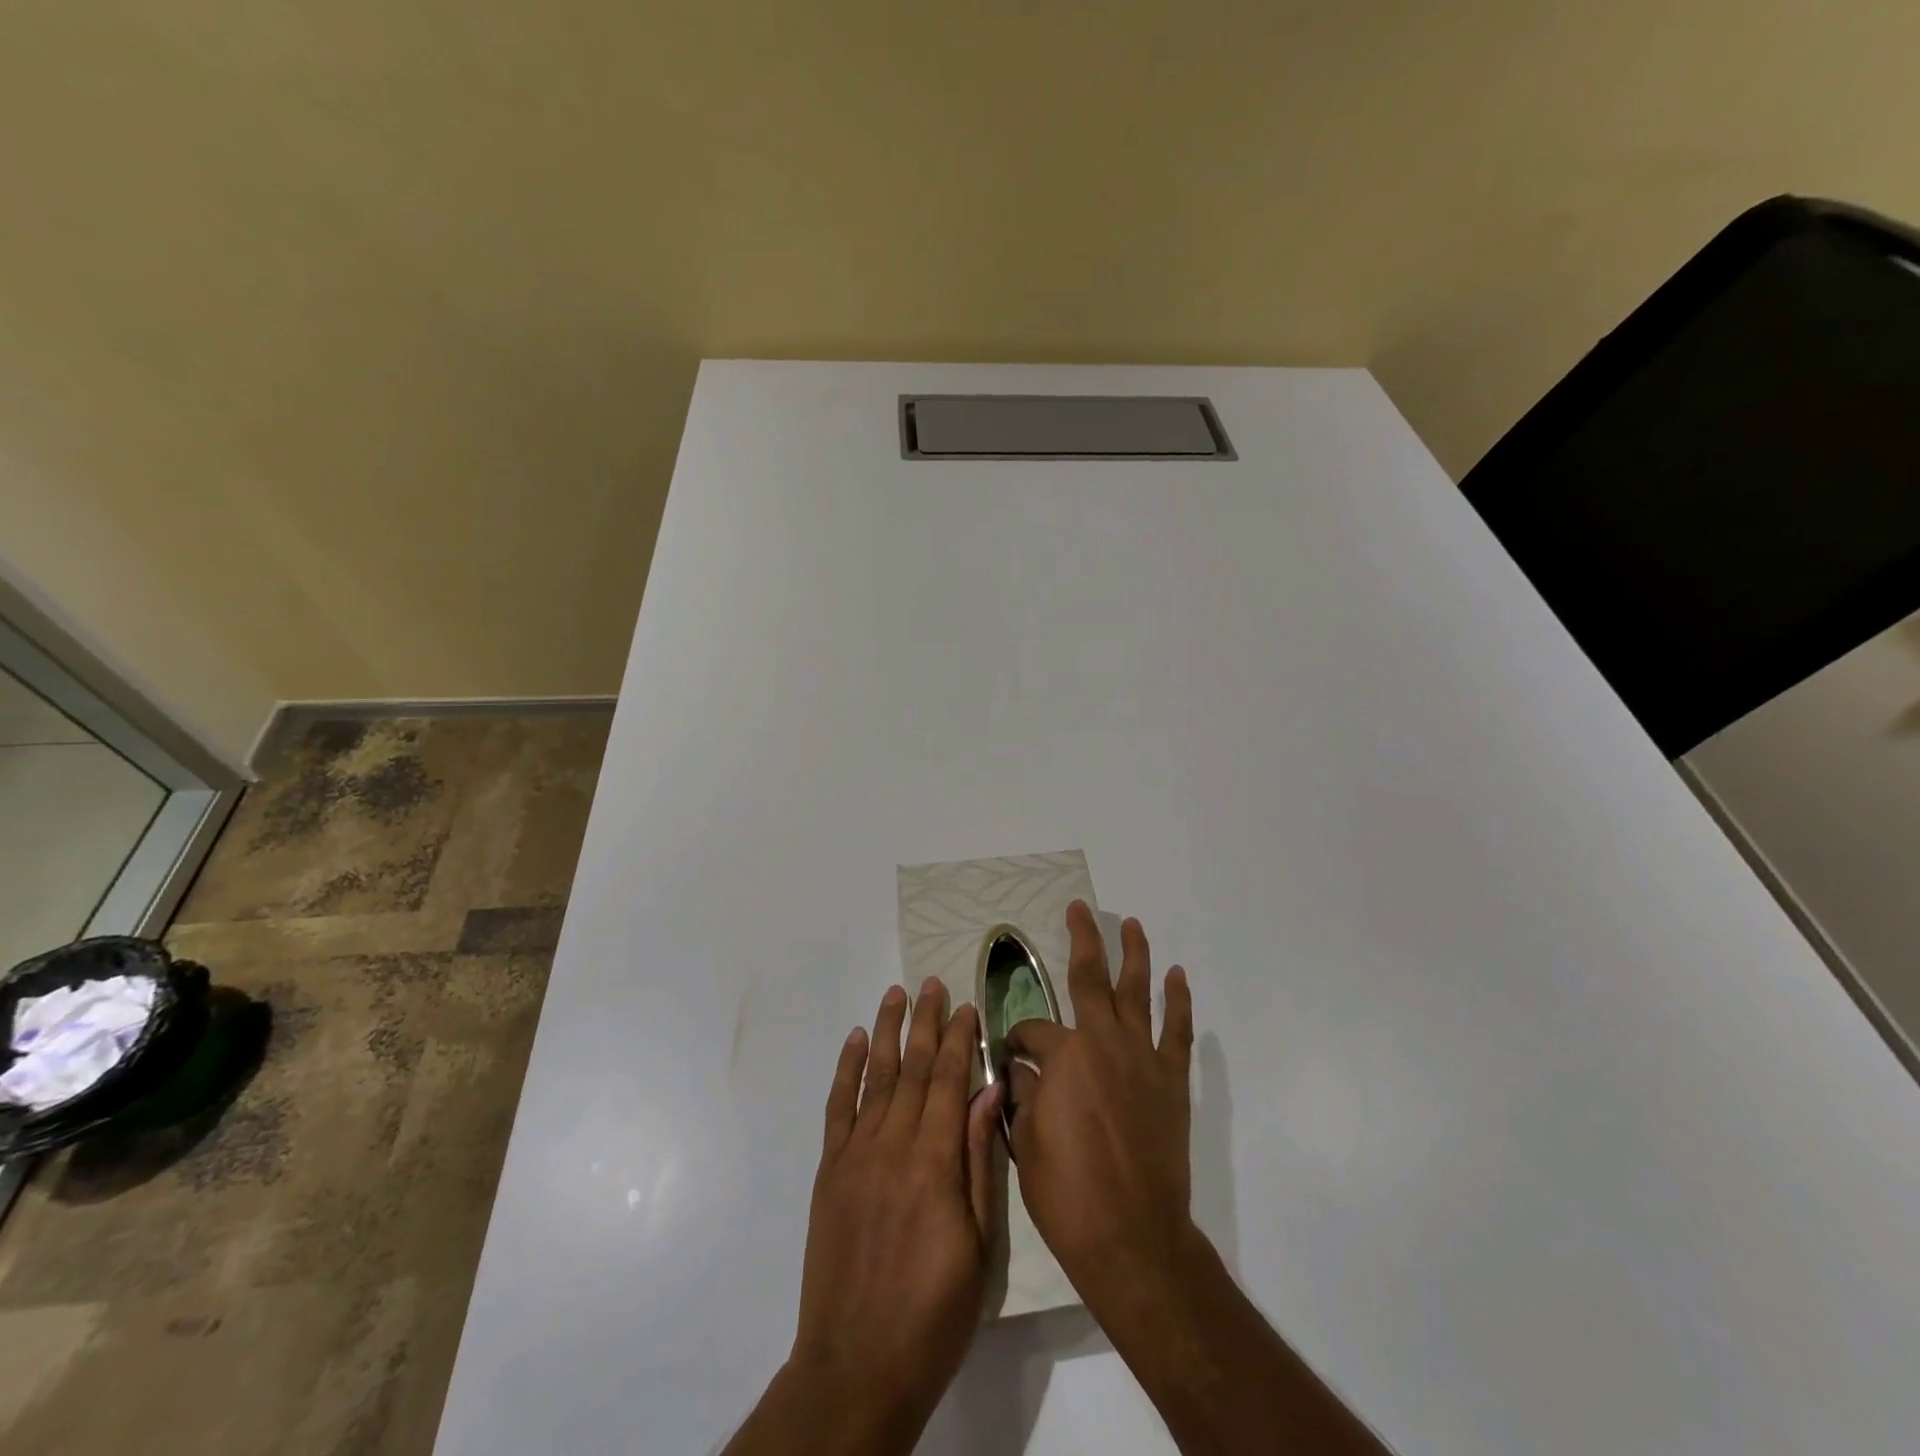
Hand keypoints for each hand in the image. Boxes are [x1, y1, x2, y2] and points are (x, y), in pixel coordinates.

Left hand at [779, 979, 1003, 1452]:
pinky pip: (838, 1107)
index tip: (967, 1005)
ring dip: (888, 1031)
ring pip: (876, 1077)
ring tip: (896, 993)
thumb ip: (979, 1161)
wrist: (858, 1364)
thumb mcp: (978, 1244)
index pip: (949, 1081)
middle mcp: (893, 1145)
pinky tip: (857, 1040)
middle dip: (926, 1022)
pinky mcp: (829, 1170)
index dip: (959, 1040)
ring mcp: (856, 1154)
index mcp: (934, 1162)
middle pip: (913, 1069)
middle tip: (933, 984)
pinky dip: (847, 1069)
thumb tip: (989, 1092)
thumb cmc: (934, 1311)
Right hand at [1006, 901, 1195, 1326]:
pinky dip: (1178, 1001)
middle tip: (1078, 909)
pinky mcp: (1171, 1080)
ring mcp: (1142, 1057)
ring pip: (1137, 991)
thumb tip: (1023, 1070)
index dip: (1017, 1039)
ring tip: (1131, 923)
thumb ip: (1023, 1094)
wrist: (1133, 1237)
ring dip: (1134, 954)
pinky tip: (1177, 976)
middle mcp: (1103, 1041)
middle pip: (1090, 978)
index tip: (1011, 1056)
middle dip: (1082, 938)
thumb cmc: (1067, 1193)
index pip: (1032, 1030)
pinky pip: (1177, 1030)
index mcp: (1063, 1055)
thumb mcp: (1025, 1142)